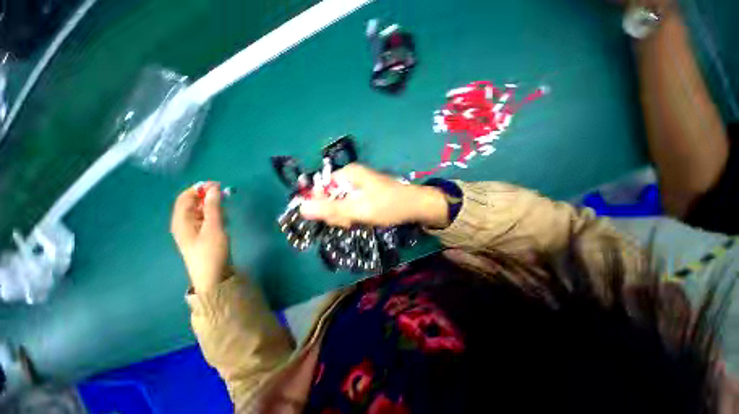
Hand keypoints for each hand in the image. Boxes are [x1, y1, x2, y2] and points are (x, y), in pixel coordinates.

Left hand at [171, 183, 229, 292]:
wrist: (212, 276)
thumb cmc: (211, 251)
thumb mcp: (214, 227)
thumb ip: (213, 207)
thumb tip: (214, 188)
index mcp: (181, 220)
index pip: (185, 197)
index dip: (199, 188)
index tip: (218, 185)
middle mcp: (183, 223)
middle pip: (192, 203)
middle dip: (207, 197)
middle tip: (225, 195)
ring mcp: (191, 231)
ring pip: (200, 211)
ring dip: (212, 206)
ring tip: (226, 208)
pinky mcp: (200, 236)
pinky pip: (204, 219)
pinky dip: (213, 215)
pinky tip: (223, 219)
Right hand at [300, 164, 448, 228]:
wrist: (415, 207)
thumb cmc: (388, 205)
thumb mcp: (358, 209)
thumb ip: (330, 209)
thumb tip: (301, 208)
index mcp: (347, 174)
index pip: (321, 188)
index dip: (323, 205)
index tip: (335, 218)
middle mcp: (350, 177)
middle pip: (330, 197)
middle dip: (338, 213)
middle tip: (351, 221)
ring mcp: (358, 186)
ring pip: (340, 204)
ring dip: (346, 216)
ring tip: (359, 221)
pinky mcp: (363, 195)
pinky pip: (350, 206)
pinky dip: (354, 215)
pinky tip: (363, 220)